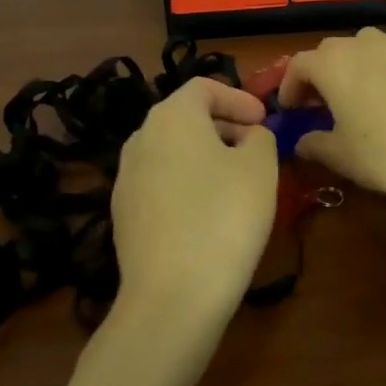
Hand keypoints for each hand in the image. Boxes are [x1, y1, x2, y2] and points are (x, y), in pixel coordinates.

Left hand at [112, 77, 277, 318]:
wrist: (172, 298)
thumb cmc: (224, 217)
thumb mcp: (260, 166)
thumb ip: (260, 137)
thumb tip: (248, 136)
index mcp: (172, 116)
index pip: (204, 87)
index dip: (238, 98)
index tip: (263, 121)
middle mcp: (141, 139)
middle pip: (186, 117)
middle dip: (224, 126)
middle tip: (256, 149)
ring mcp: (125, 179)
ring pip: (172, 152)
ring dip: (206, 156)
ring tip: (237, 182)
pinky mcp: (122, 216)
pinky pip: (161, 183)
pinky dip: (187, 184)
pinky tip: (209, 215)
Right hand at [276, 27, 385, 207]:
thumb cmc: (385, 152)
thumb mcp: (341, 156)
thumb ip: (315, 144)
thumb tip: (302, 142)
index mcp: (332, 64)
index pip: (299, 64)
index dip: (289, 85)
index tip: (290, 108)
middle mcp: (360, 45)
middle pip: (329, 50)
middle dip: (319, 73)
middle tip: (318, 102)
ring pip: (362, 45)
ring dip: (351, 64)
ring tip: (354, 92)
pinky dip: (380, 67)